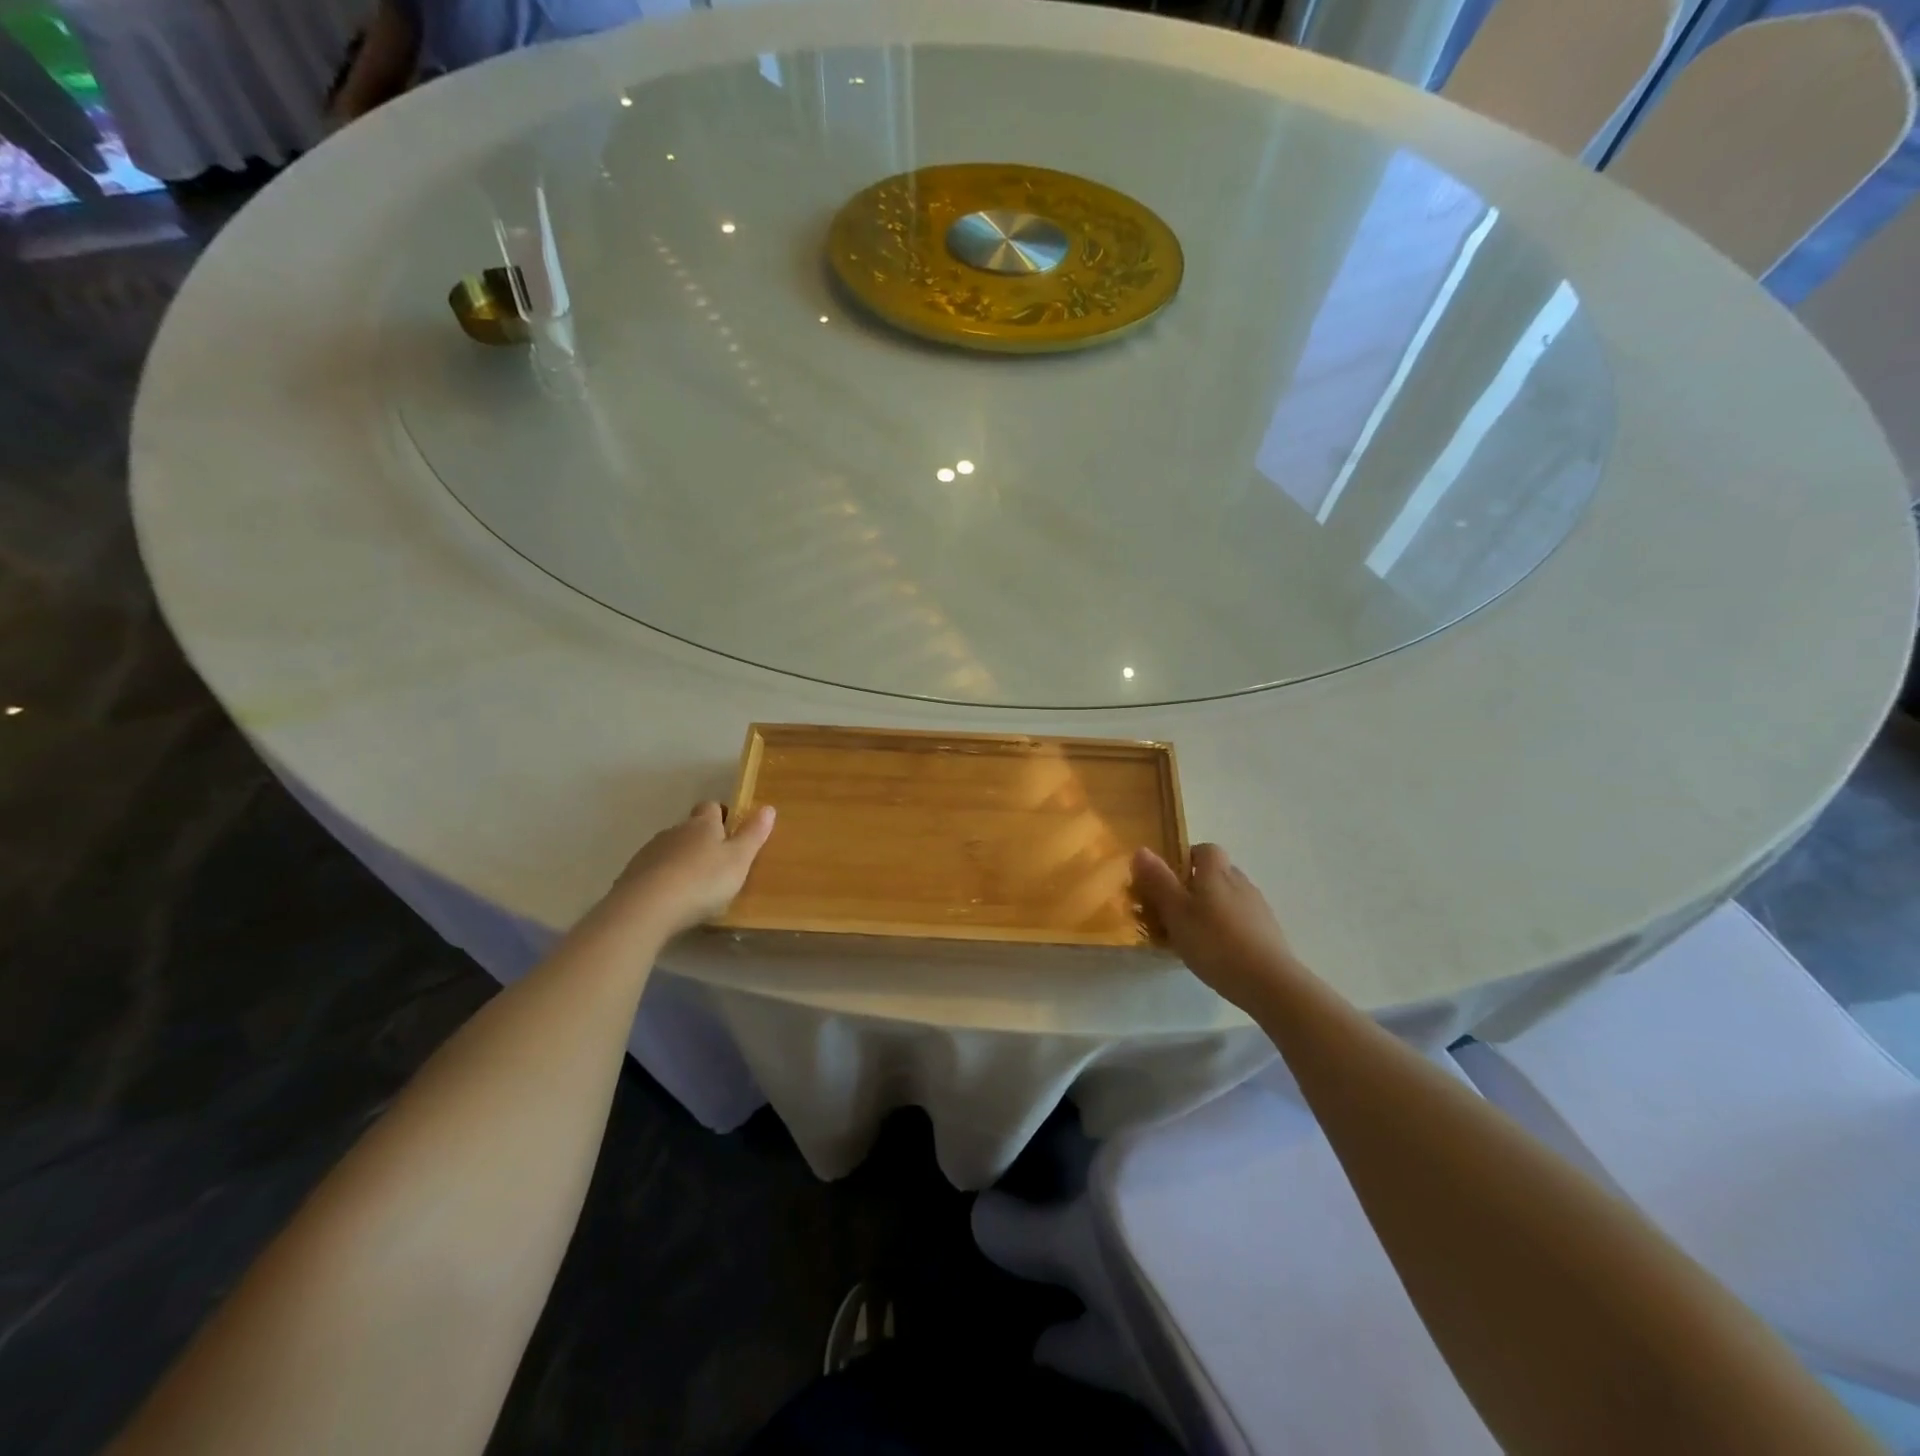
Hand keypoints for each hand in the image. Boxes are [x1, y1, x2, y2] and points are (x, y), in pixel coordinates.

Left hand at [600, 802, 775, 937]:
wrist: (646, 908)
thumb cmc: (702, 880)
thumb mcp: (739, 860)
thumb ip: (753, 835)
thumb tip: (768, 807)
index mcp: (703, 825)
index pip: (711, 807)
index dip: (721, 815)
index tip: (731, 830)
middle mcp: (675, 831)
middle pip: (689, 828)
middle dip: (701, 840)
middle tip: (717, 863)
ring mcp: (650, 852)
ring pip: (670, 849)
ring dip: (681, 860)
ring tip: (694, 885)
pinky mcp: (631, 875)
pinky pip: (652, 870)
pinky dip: (663, 879)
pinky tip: (670, 899)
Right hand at [1133, 844, 1300, 1012]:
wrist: (1269, 982)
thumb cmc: (1214, 942)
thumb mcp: (1176, 912)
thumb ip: (1158, 881)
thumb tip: (1141, 849)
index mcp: (1216, 872)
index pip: (1204, 850)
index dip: (1186, 859)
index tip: (1169, 881)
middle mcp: (1240, 882)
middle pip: (1217, 874)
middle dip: (1196, 886)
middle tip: (1175, 911)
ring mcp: (1258, 908)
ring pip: (1229, 898)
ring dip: (1212, 908)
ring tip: (1193, 935)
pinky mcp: (1269, 932)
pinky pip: (1241, 920)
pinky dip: (1228, 928)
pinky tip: (1217, 952)